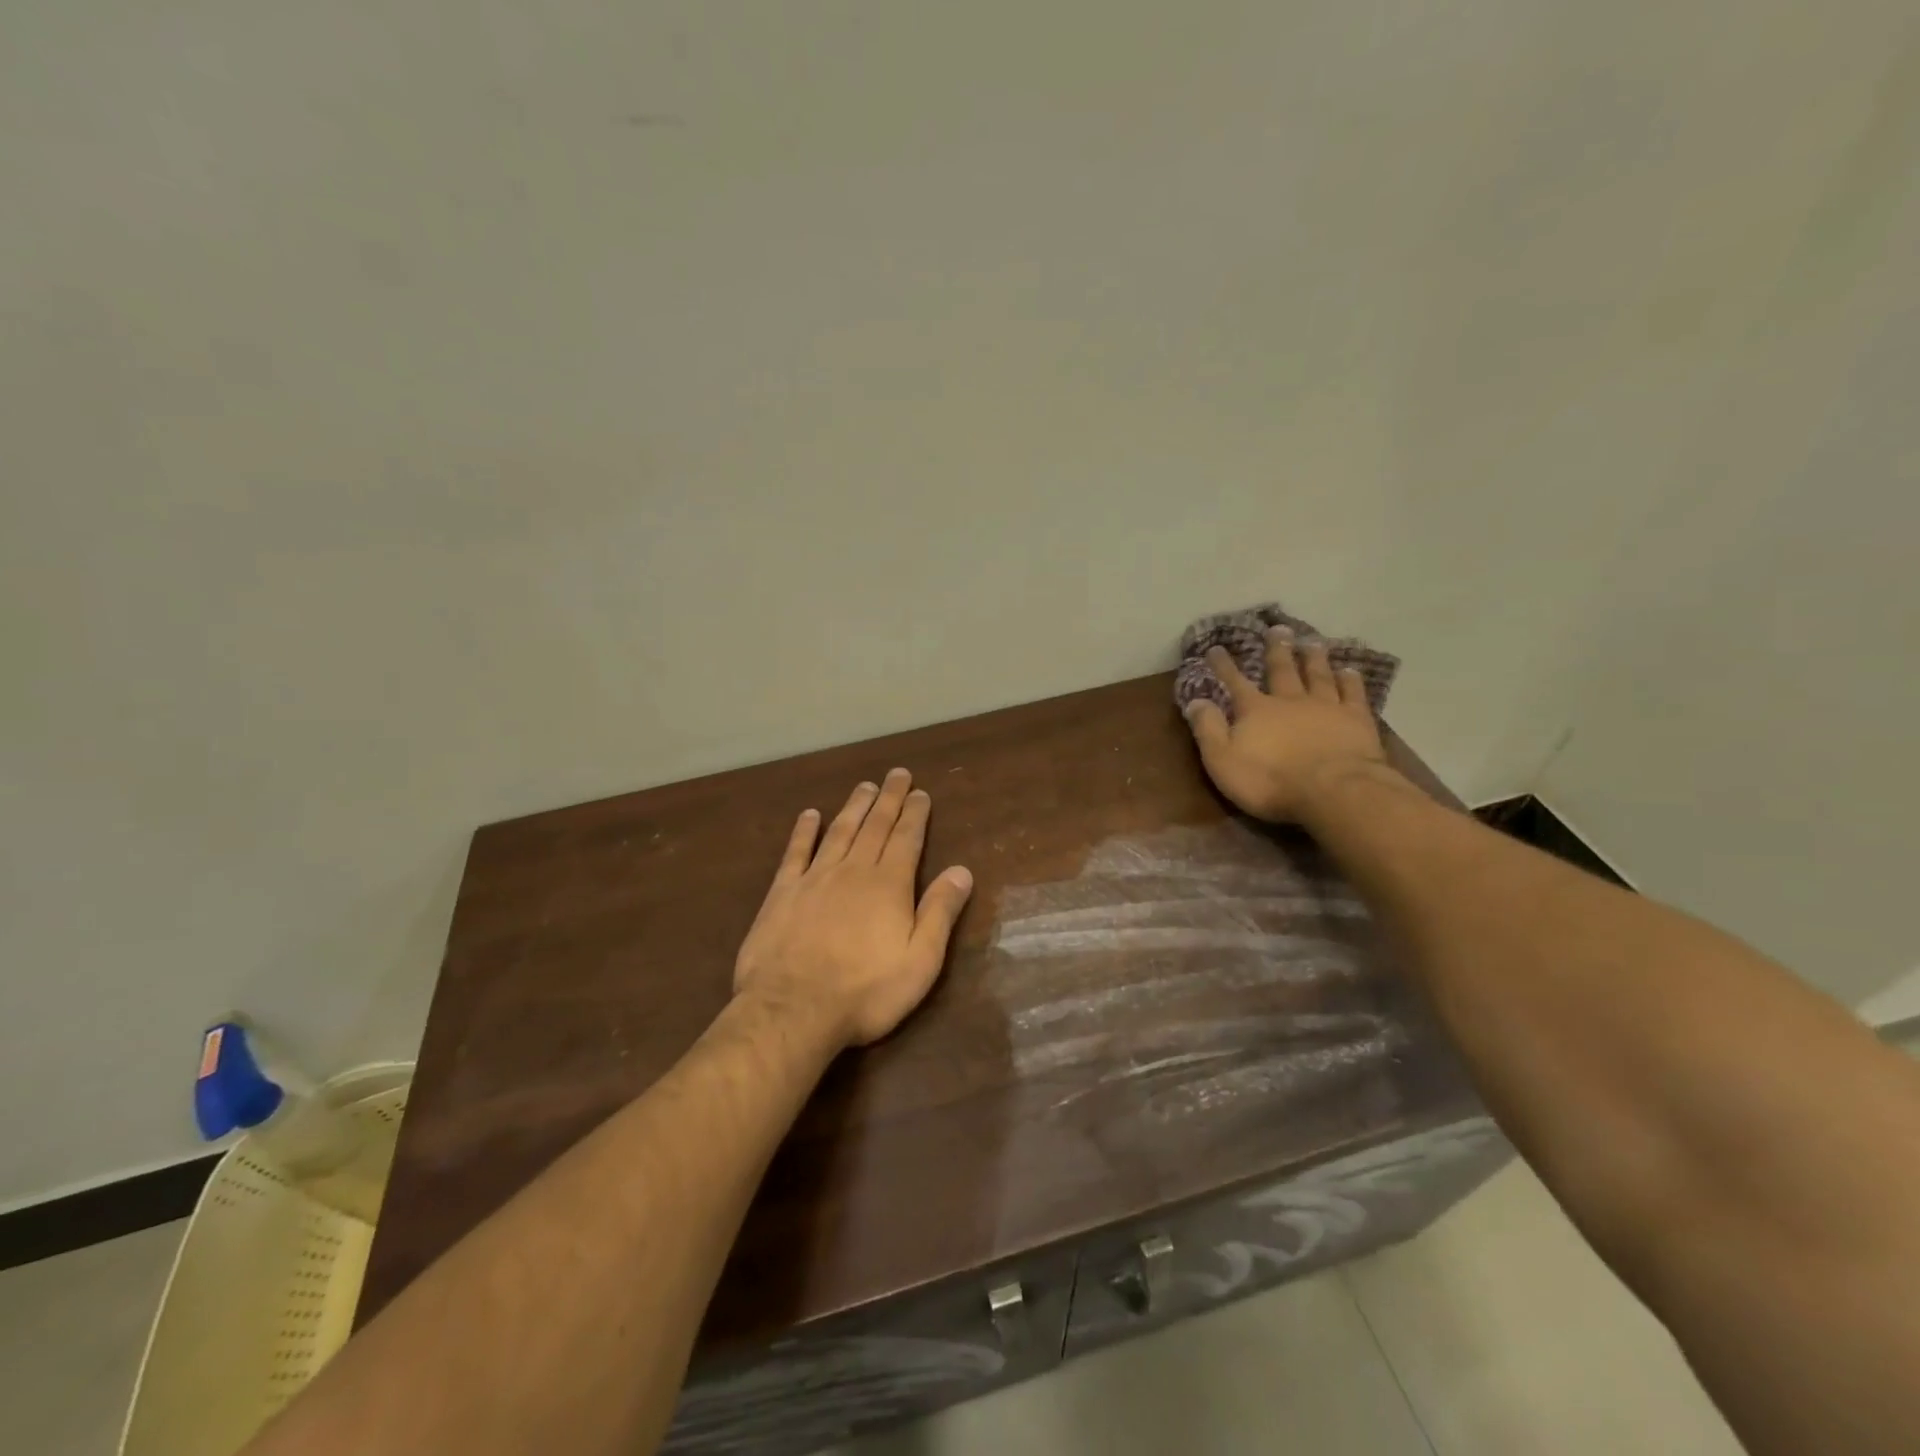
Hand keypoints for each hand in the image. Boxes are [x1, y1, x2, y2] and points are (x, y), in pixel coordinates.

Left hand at [734, 770, 974, 1047]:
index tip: (920, 792)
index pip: (907, 839)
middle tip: (897, 774)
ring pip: (839, 831)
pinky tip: (809, 814)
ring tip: (865, 786)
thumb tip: (962, 870)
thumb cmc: (865, 992)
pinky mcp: (783, 893)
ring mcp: (815, 878)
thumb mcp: (920, 961)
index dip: (915, 814)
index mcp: (889, 886)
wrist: (792, 1009)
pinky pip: (796, 852)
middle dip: (889, 799)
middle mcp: (854, 871)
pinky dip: (804, 831)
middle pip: (875, 826)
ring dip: (854, 807)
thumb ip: (940, 912)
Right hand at [1184, 628, 1391, 823]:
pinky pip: (1352, 693)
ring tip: (1312, 641)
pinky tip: (1350, 671)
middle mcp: (1290, 700)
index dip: (1224, 665)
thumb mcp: (1223, 760)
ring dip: (1313, 658)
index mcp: (1256, 710)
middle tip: (1277, 629)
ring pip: (1318, 675)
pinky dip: (1350, 680)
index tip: (1216, 648)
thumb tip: (1195, 701)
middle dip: (1276, 649)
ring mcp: (1326, 707)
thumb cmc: (1270, 781)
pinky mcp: (1356, 719)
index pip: (1235, 682)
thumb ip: (1208, 729)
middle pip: (1282, 669)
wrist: (1333, 791)